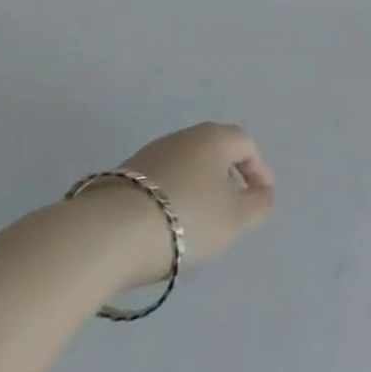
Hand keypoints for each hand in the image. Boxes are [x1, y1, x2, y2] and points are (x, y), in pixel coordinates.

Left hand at [76, 122, 275, 287]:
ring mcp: (148, 154)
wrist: (107, 235)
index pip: (245, 144)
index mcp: (214, 138)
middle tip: (230, 209)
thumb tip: (263, 194)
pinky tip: (163, 228)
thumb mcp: (234, 219)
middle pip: (213, 151)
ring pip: (184, 167)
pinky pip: (158, 184)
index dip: (258, 169)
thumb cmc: (185, 219)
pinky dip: (168, 200)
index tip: (260, 198)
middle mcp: (183, 137)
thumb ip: (257, 205)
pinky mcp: (120, 177)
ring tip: (195, 225)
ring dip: (195, 189)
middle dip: (225, 178)